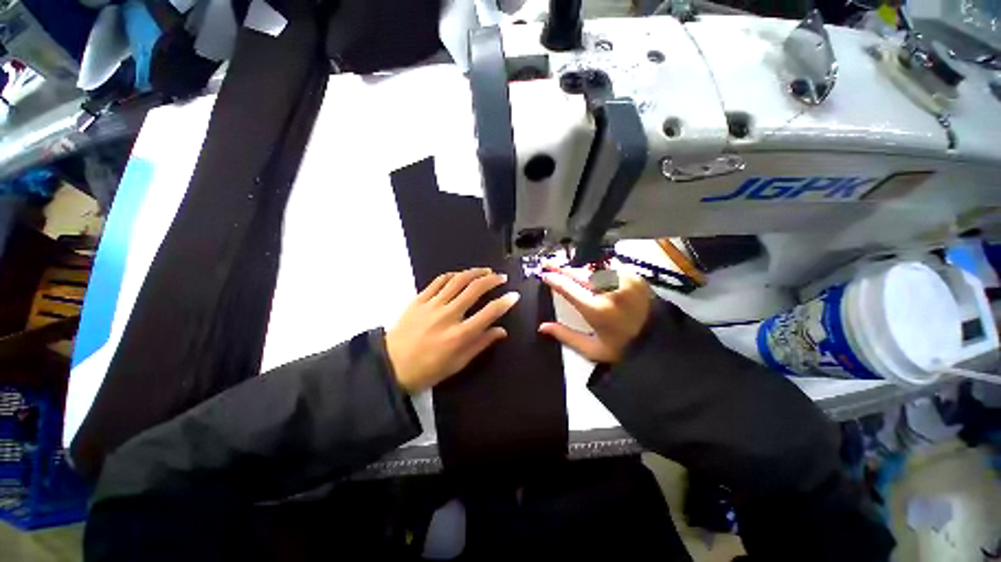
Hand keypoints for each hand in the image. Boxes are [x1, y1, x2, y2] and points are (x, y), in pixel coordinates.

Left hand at [386, 268, 519, 392]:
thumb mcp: (458, 363)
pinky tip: (460, 275)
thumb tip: (501, 331)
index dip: (505, 302)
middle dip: (493, 280)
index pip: (489, 313)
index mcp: (460, 335)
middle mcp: (448, 315)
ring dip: (475, 273)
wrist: (391, 366)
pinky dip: (453, 275)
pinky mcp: (419, 299)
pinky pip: (439, 281)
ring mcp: (432, 305)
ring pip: (458, 280)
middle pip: (475, 289)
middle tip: (502, 278)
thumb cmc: (428, 369)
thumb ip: (481, 344)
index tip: (514, 295)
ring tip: (486, 271)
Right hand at [538, 268, 651, 363]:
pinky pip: (609, 267)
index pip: (569, 288)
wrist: (659, 342)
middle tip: (549, 264)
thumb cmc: (623, 348)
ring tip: (568, 271)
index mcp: (598, 309)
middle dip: (562, 268)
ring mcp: (624, 280)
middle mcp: (610, 291)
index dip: (554, 279)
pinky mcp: (634, 276)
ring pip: (593, 268)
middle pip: (579, 273)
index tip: (544, 275)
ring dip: (579, 269)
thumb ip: (565, 336)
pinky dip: (596, 269)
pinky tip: (590, 273)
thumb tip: (542, 327)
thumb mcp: (592, 349)